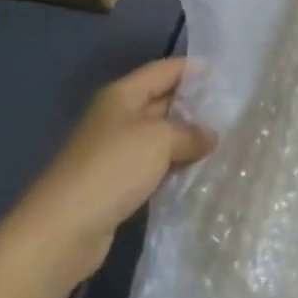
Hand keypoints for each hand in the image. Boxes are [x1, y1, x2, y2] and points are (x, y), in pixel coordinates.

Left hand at [18, 58, 215, 279]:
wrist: (64, 228)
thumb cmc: (112, 168)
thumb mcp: (159, 141)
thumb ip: (190, 133)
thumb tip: (211, 136)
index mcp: (122, 95)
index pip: (164, 70)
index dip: (194, 69)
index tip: (227, 74)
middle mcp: (117, 116)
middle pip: (162, 100)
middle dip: (195, 104)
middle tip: (233, 109)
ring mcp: (115, 150)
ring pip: (160, 135)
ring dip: (187, 138)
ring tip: (224, 139)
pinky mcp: (117, 181)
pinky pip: (154, 164)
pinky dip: (175, 164)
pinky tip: (199, 170)